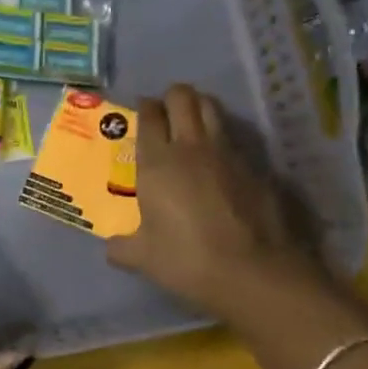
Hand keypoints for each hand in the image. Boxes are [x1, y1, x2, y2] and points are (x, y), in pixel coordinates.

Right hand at [107, 83, 319, 321]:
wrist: (253, 272)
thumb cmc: (187, 260)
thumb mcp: (144, 258)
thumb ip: (123, 247)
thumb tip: (112, 247)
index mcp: (157, 161)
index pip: (149, 115)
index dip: (145, 108)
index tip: (142, 114)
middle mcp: (191, 146)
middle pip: (182, 96)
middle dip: (172, 98)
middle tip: (166, 114)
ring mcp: (227, 152)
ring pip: (212, 108)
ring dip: (200, 108)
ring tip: (193, 126)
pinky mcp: (255, 166)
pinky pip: (234, 138)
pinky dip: (224, 139)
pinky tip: (221, 162)